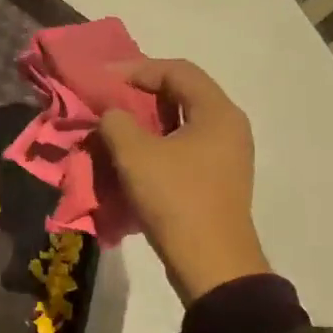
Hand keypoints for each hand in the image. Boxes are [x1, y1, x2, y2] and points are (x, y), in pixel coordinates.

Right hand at [96, 59, 268, 303]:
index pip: (177, 71)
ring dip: (147, 120)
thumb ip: (116, 122)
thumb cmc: (176, 199)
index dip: (136, 69)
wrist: (211, 263)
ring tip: (116, 126)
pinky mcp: (218, 178)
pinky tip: (133, 155)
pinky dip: (158, 142)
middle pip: (182, 93)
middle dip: (141, 93)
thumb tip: (112, 115)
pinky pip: (185, 146)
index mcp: (217, 112)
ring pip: (182, 122)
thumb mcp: (135, 155)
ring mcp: (227, 154)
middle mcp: (229, 126)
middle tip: (109, 99)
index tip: (102, 79)